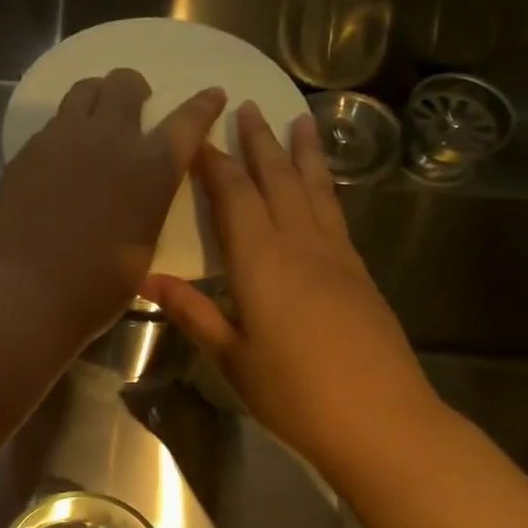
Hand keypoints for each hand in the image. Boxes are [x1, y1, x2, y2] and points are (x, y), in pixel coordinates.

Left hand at [0, 69, 225, 345]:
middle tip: (134, 109)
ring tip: (95, 123)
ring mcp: (62, 139)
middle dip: (135, 90)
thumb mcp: (143, 246)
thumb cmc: (95, 287)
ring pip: (84, 90)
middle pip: (125, 83)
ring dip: (97, 98)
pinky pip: (53, 123)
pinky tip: (61, 158)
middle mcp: (109, 139)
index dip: (203, 104)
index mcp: (151, 167)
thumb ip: (147, 206)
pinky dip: (65, 130)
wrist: (25, 293)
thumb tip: (139, 193)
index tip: (212, 94)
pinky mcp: (28, 151)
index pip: (187, 120)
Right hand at [143, 101, 441, 470]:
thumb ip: (192, 312)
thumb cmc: (295, 394)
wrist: (381, 421)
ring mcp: (336, 256)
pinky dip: (325, 186)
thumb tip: (145, 278)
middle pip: (277, 181)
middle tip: (247, 106)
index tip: (196, 133)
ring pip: (314, 190)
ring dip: (302, 153)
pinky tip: (322, 183)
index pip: (234, 197)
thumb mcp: (232, 358)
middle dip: (259, 142)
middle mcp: (300, 245)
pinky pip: (335, 212)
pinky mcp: (358, 272)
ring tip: (299, 118)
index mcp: (261, 263)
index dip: (213, 163)